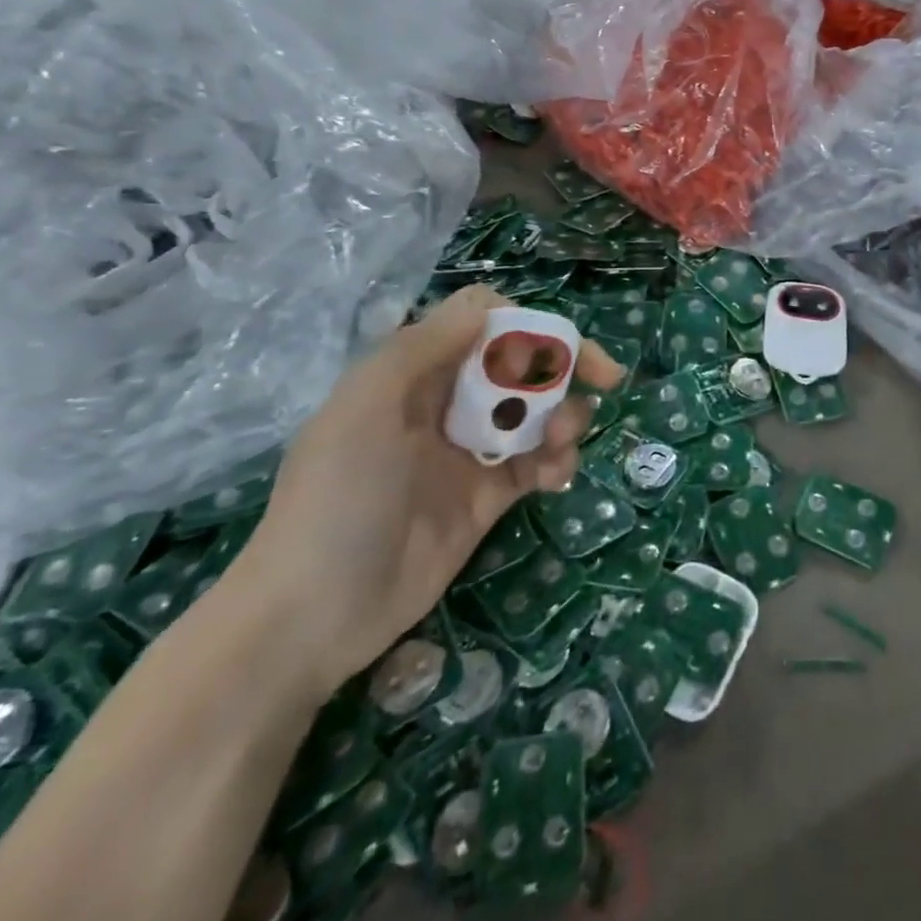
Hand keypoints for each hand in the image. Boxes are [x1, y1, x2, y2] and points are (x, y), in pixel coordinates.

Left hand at [231, 286, 623, 697]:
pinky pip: (537, 464)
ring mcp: (470, 452)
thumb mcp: (367, 408)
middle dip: (564, 367)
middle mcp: (447, 404)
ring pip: (537, 413)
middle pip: (521, 365)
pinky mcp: (489, 497)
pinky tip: (558, 476)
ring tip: (566, 440)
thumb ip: (425, 347)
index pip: (484, 324)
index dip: (527, 325)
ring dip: (565, 416)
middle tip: (607, 379)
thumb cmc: (338, 497)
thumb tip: (488, 305)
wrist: (314, 616)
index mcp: (415, 373)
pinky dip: (558, 462)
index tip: (560, 346)